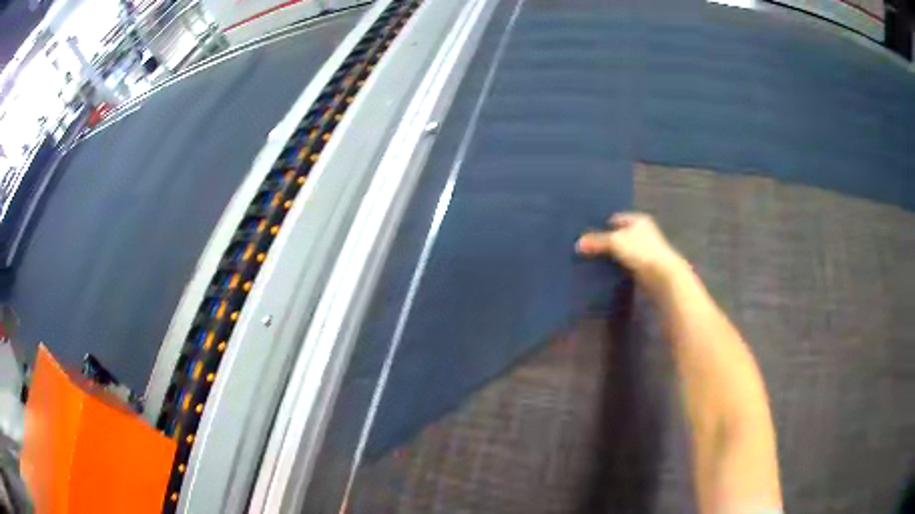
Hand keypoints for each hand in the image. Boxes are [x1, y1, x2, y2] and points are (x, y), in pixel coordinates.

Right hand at [576, 212, 688, 293]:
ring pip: (622, 250)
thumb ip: (597, 241)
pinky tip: (605, 272)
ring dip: (611, 255)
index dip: (601, 223)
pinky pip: (625, 264)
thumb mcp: (615, 242)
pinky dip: (617, 267)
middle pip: (619, 234)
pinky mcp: (644, 267)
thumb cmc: (641, 251)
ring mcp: (645, 251)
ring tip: (592, 260)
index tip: (587, 232)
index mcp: (638, 220)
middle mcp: (643, 232)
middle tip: (587, 247)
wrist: (662, 276)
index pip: (616, 218)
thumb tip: (578, 243)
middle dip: (605, 240)